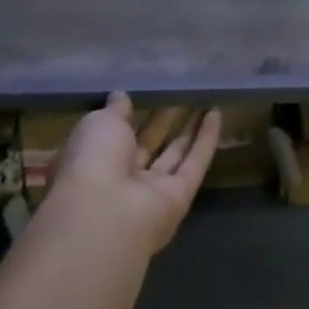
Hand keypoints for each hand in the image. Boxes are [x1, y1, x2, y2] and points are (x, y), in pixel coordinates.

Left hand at [45, 93, 221, 252]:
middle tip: (179, 95)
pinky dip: (206, 139)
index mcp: (92, 162)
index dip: (126, 118)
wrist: (106, 214)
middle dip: (161, 122)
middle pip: (146, 147)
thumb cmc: (92, 161)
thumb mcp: (98, 123)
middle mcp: (120, 180)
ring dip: (188, 130)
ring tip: (203, 100)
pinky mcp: (179, 198)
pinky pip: (194, 164)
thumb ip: (113, 110)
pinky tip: (217, 113)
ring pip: (173, 156)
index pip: (110, 138)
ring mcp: (150, 192)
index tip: (141, 97)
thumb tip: (120, 97)